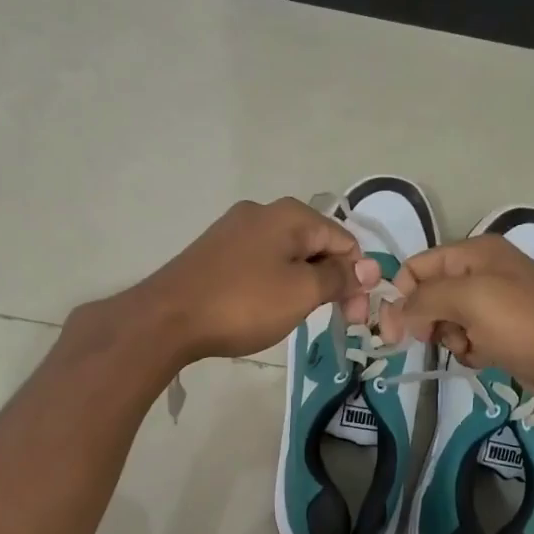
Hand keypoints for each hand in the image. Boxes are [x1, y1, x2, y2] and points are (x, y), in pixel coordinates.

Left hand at [124, 198, 376, 366]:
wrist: (167, 318)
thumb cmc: (244, 303)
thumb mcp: (301, 292)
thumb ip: (338, 277)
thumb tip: (367, 267)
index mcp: (290, 214)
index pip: (344, 240)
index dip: (357, 277)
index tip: (356, 316)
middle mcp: (263, 212)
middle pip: (316, 245)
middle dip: (332, 281)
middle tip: (338, 321)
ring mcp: (234, 229)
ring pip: (288, 255)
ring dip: (304, 284)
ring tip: (299, 316)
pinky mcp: (215, 251)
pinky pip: (261, 262)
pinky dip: (275, 283)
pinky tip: (268, 307)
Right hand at [378, 236, 533, 431]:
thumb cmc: (529, 326)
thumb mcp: (471, 300)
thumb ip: (424, 299)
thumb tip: (393, 312)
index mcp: (477, 252)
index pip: (417, 266)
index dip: (399, 296)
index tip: (390, 334)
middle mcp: (486, 272)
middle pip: (430, 293)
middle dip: (426, 318)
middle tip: (434, 341)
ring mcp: (499, 305)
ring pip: (448, 320)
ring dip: (449, 338)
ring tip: (471, 348)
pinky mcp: (509, 335)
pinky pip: (470, 339)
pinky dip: (470, 351)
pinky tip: (486, 359)